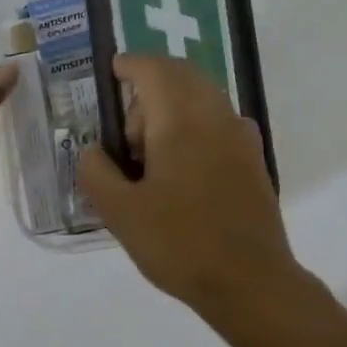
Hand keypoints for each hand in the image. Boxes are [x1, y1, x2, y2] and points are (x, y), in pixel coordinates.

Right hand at [76, 54, 300, 315]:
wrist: (250, 282)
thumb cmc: (179, 244)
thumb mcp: (120, 213)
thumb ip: (96, 172)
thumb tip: (93, 149)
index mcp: (180, 121)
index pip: (153, 69)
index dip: (129, 64)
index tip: (112, 71)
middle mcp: (215, 116)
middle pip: (181, 76)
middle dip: (150, 87)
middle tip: (126, 132)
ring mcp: (241, 136)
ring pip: (203, 97)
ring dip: (173, 107)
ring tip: (151, 155)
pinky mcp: (254, 159)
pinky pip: (219, 121)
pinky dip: (195, 125)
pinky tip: (182, 167)